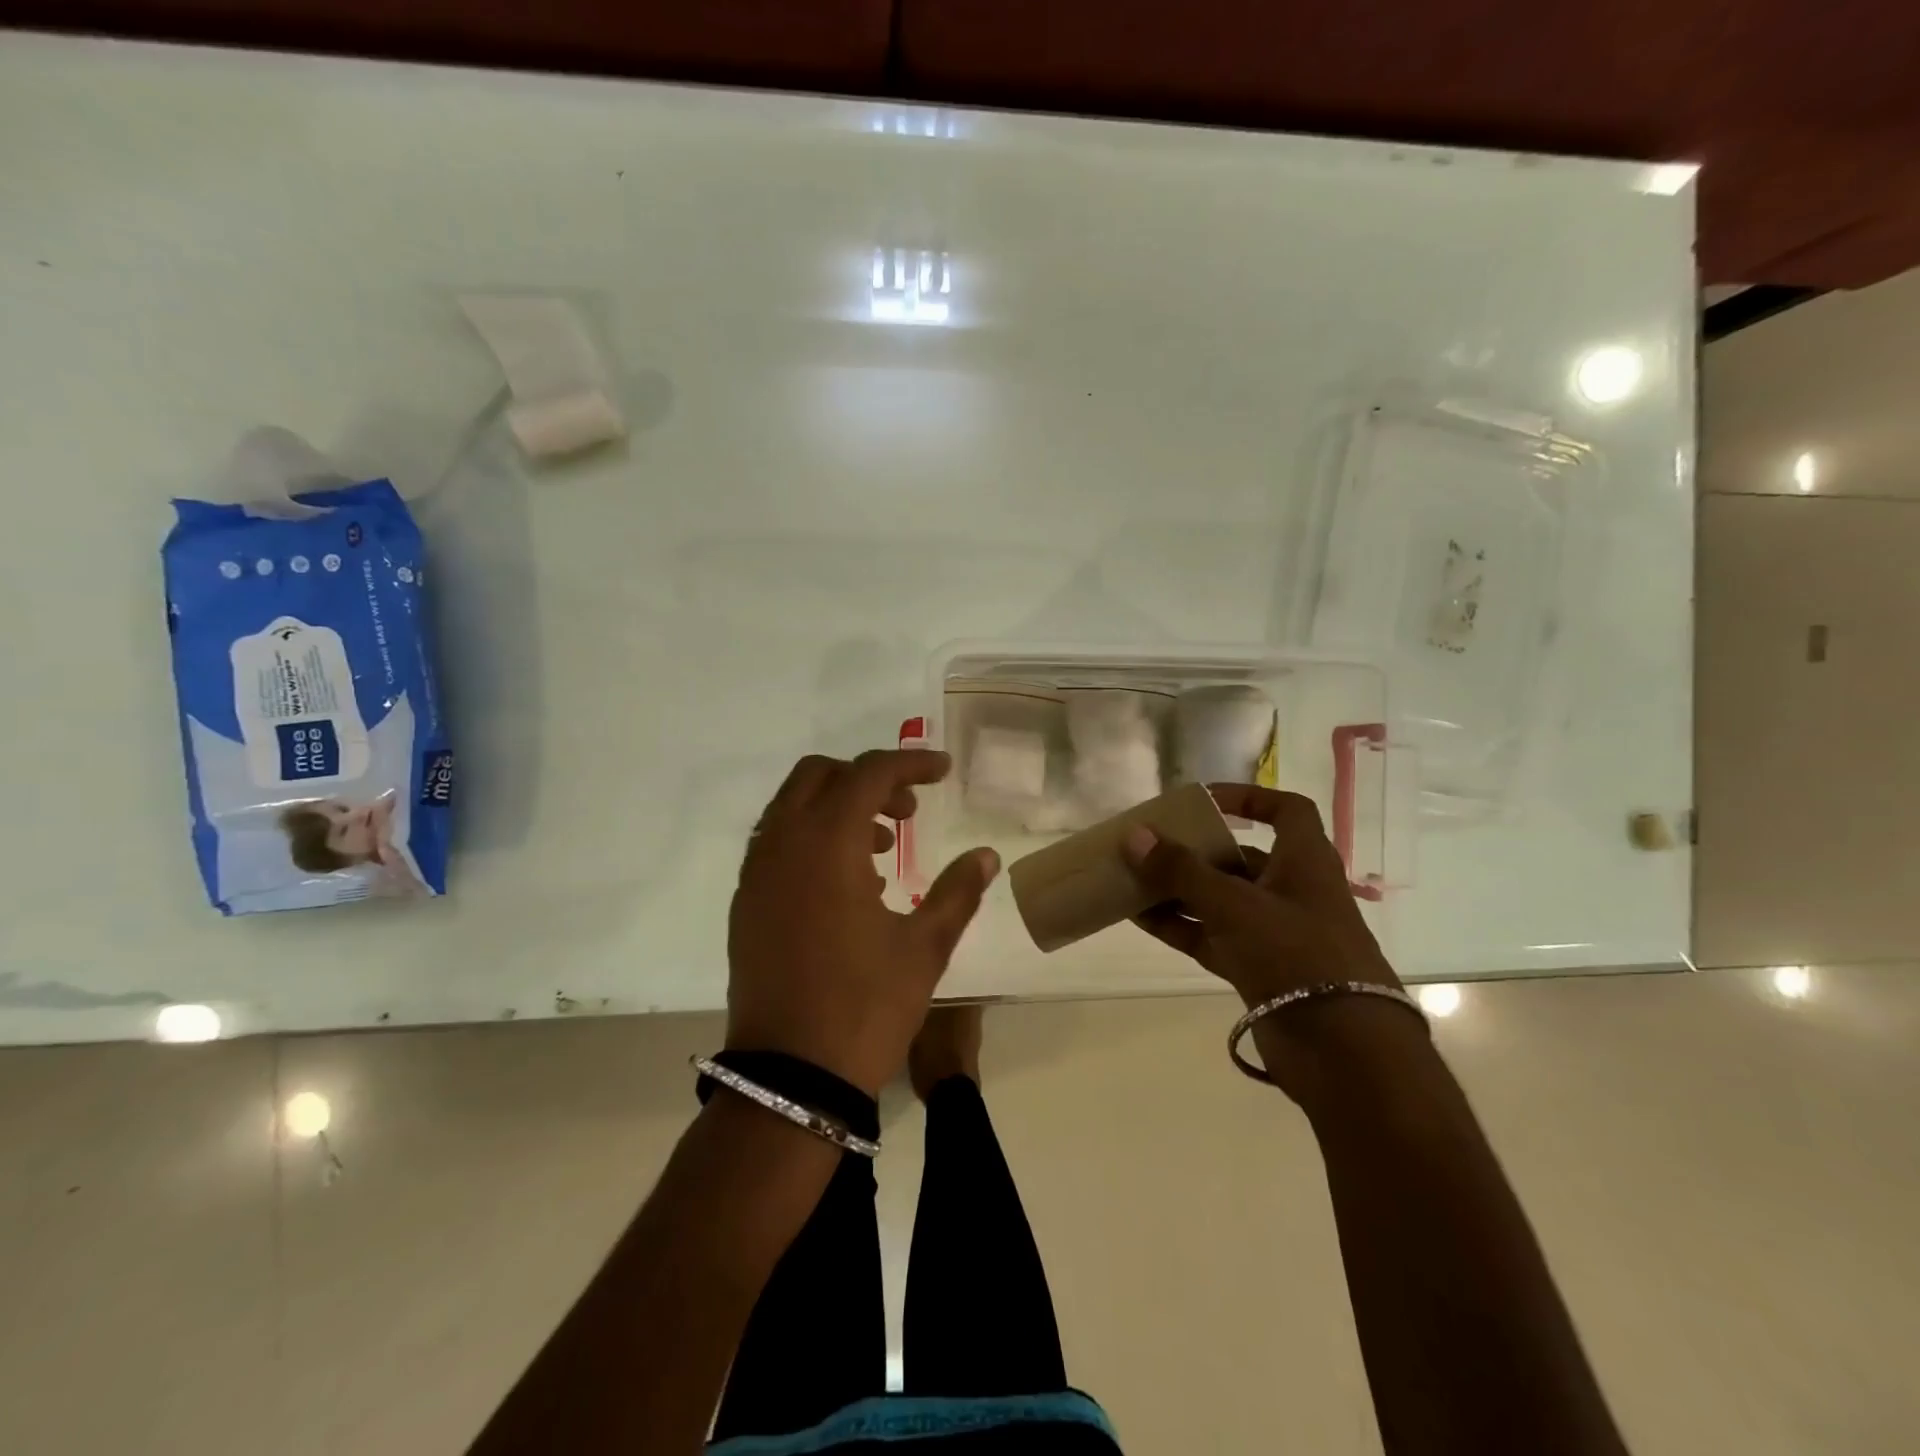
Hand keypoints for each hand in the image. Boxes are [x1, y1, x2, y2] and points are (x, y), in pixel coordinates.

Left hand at [727, 749, 999, 1096]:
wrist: (790, 1078)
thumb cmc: (865, 1006)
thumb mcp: (924, 947)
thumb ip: (957, 891)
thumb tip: (987, 856)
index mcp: (827, 843)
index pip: (869, 773)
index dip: (910, 763)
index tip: (942, 771)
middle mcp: (783, 844)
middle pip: (819, 775)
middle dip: (867, 778)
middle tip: (908, 811)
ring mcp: (757, 874)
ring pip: (792, 806)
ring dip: (837, 806)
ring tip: (883, 849)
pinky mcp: (746, 903)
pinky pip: (776, 843)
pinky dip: (812, 836)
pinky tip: (847, 882)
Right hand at [1121, 784, 1422, 1105]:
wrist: (1343, 1052)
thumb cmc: (1296, 954)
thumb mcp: (1235, 904)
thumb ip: (1181, 871)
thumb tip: (1134, 836)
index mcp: (1304, 862)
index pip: (1286, 810)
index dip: (1249, 797)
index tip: (1204, 800)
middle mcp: (1291, 891)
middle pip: (1240, 857)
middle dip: (1195, 850)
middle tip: (1150, 844)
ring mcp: (1273, 932)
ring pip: (1219, 899)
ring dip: (1178, 889)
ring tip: (1131, 878)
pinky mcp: (1257, 968)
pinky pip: (1210, 936)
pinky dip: (1178, 925)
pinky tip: (1138, 916)